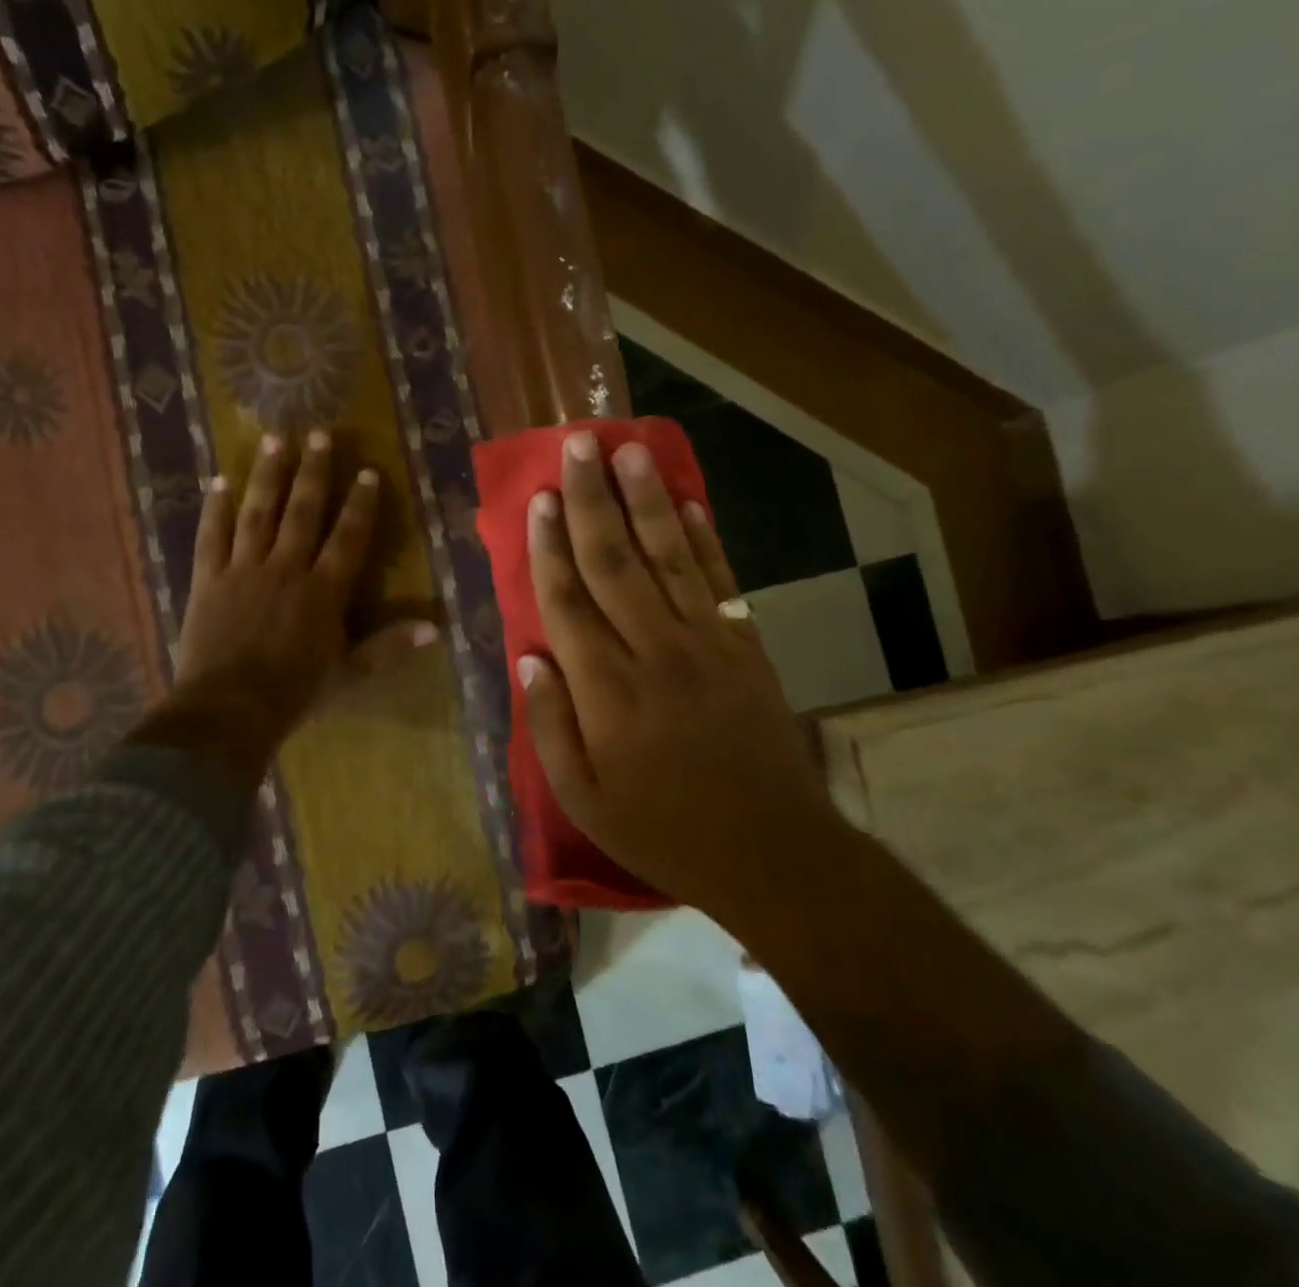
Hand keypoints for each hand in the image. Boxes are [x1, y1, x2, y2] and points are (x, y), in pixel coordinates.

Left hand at [146, 430, 431, 789]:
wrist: (229, 709)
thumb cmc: (294, 693)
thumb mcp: (349, 673)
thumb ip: (389, 646)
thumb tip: (436, 628)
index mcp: (323, 591)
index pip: (347, 537)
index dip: (360, 504)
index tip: (367, 472)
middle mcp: (286, 568)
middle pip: (303, 512)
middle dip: (313, 472)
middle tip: (318, 434)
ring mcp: (244, 569)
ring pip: (258, 512)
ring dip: (267, 475)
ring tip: (273, 439)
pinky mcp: (209, 578)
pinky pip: (212, 536)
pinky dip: (215, 508)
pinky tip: (218, 481)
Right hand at [517, 432, 834, 909]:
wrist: (771, 852)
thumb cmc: (663, 830)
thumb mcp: (584, 799)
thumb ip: (548, 726)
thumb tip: (527, 656)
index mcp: (606, 691)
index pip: (568, 601)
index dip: (550, 545)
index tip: (540, 499)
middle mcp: (654, 652)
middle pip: (615, 562)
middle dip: (593, 501)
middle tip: (579, 445)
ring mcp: (707, 645)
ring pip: (668, 557)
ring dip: (648, 501)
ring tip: (630, 451)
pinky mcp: (746, 649)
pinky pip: (720, 582)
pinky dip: (703, 540)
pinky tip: (688, 503)